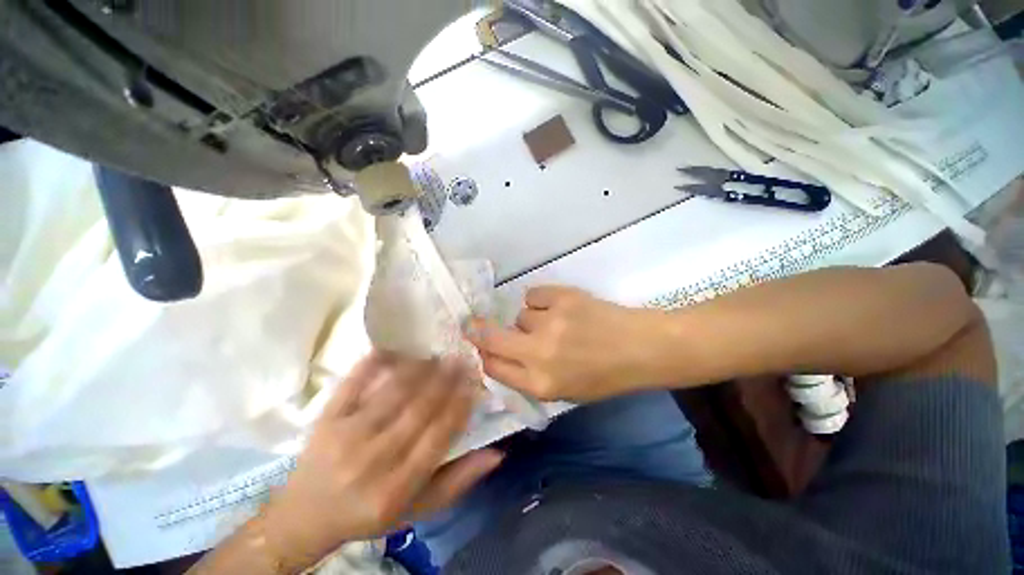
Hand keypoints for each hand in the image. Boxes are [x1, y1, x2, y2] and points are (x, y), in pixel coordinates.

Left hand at [262, 352, 503, 569]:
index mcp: (397, 487)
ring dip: (419, 368)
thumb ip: (458, 482)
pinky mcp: (325, 419)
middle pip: (418, 409)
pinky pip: (353, 383)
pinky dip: (374, 363)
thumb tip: (497, 453)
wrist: (304, 516)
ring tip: (437, 354)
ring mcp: (345, 436)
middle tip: (462, 358)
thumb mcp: (417, 509)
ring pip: (392, 392)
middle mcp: (372, 460)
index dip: (461, 405)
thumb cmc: (368, 513)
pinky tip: (393, 348)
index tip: (474, 382)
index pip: (440, 436)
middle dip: (446, 379)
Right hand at [466, 286, 670, 402]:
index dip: (483, 355)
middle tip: (470, 323)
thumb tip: (502, 355)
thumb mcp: (565, 392)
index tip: (479, 347)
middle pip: (491, 338)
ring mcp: (550, 323)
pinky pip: (533, 295)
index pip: (494, 367)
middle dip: (478, 331)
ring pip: (520, 316)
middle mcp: (539, 354)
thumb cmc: (604, 376)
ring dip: (531, 320)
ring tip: (555, 323)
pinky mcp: (562, 297)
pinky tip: (558, 307)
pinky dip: (541, 301)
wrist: (640, 348)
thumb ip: (530, 376)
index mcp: (541, 384)